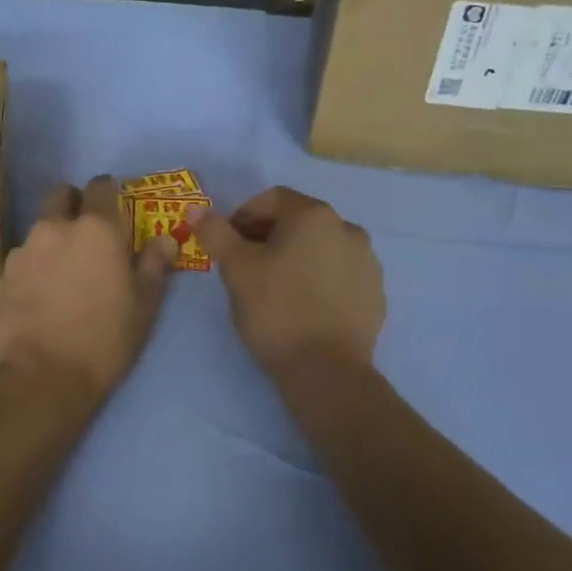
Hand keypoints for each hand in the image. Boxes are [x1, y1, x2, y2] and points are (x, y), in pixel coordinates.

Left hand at [0, 176, 175, 408]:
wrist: (44, 376)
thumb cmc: (105, 339)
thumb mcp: (144, 306)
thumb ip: (155, 265)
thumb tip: (164, 239)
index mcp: (98, 228)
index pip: (101, 185)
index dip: (109, 192)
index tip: (116, 209)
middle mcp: (58, 226)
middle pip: (62, 193)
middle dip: (75, 203)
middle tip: (88, 233)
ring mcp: (27, 246)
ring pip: (42, 224)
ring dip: (55, 233)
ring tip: (66, 268)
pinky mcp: (6, 271)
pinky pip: (26, 251)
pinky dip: (37, 259)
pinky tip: (44, 289)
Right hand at [190, 187, 384, 376]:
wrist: (326, 371)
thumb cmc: (276, 309)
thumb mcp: (236, 268)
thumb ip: (216, 232)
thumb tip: (196, 208)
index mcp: (314, 216)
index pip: (272, 199)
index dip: (243, 216)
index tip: (227, 244)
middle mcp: (348, 229)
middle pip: (299, 221)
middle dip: (268, 236)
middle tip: (246, 266)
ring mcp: (368, 262)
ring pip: (321, 248)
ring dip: (296, 256)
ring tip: (274, 287)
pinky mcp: (375, 294)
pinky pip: (339, 274)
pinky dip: (319, 279)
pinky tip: (303, 306)